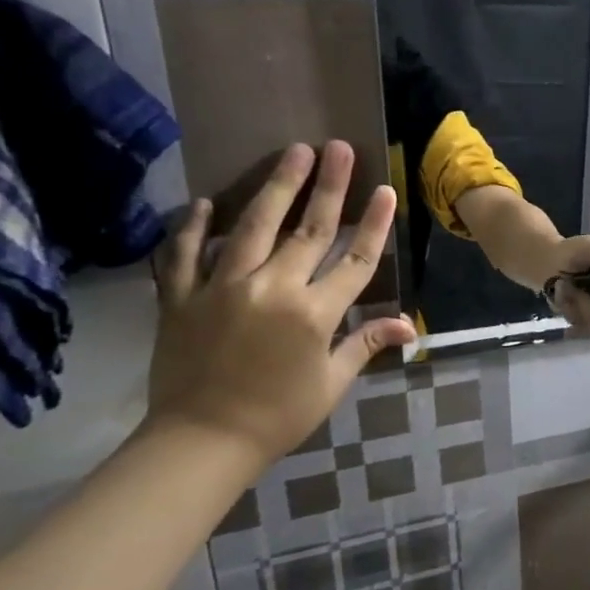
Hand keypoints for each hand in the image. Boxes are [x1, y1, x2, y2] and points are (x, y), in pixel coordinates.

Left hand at [147, 141, 414, 471]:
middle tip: (338, 148)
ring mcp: (223, 288)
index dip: (373, 224)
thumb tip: (407, 326)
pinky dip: (194, 227)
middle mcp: (273, 290)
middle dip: (329, 187)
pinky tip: (204, 203)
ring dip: (277, 187)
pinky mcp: (182, 297)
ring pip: (254, 227)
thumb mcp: (331, 383)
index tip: (385, 190)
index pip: (355, 260)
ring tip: (293, 153)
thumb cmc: (279, 416)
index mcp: (314, 314)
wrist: (202, 442)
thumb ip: (365, 343)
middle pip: (309, 230)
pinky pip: (186, 253)